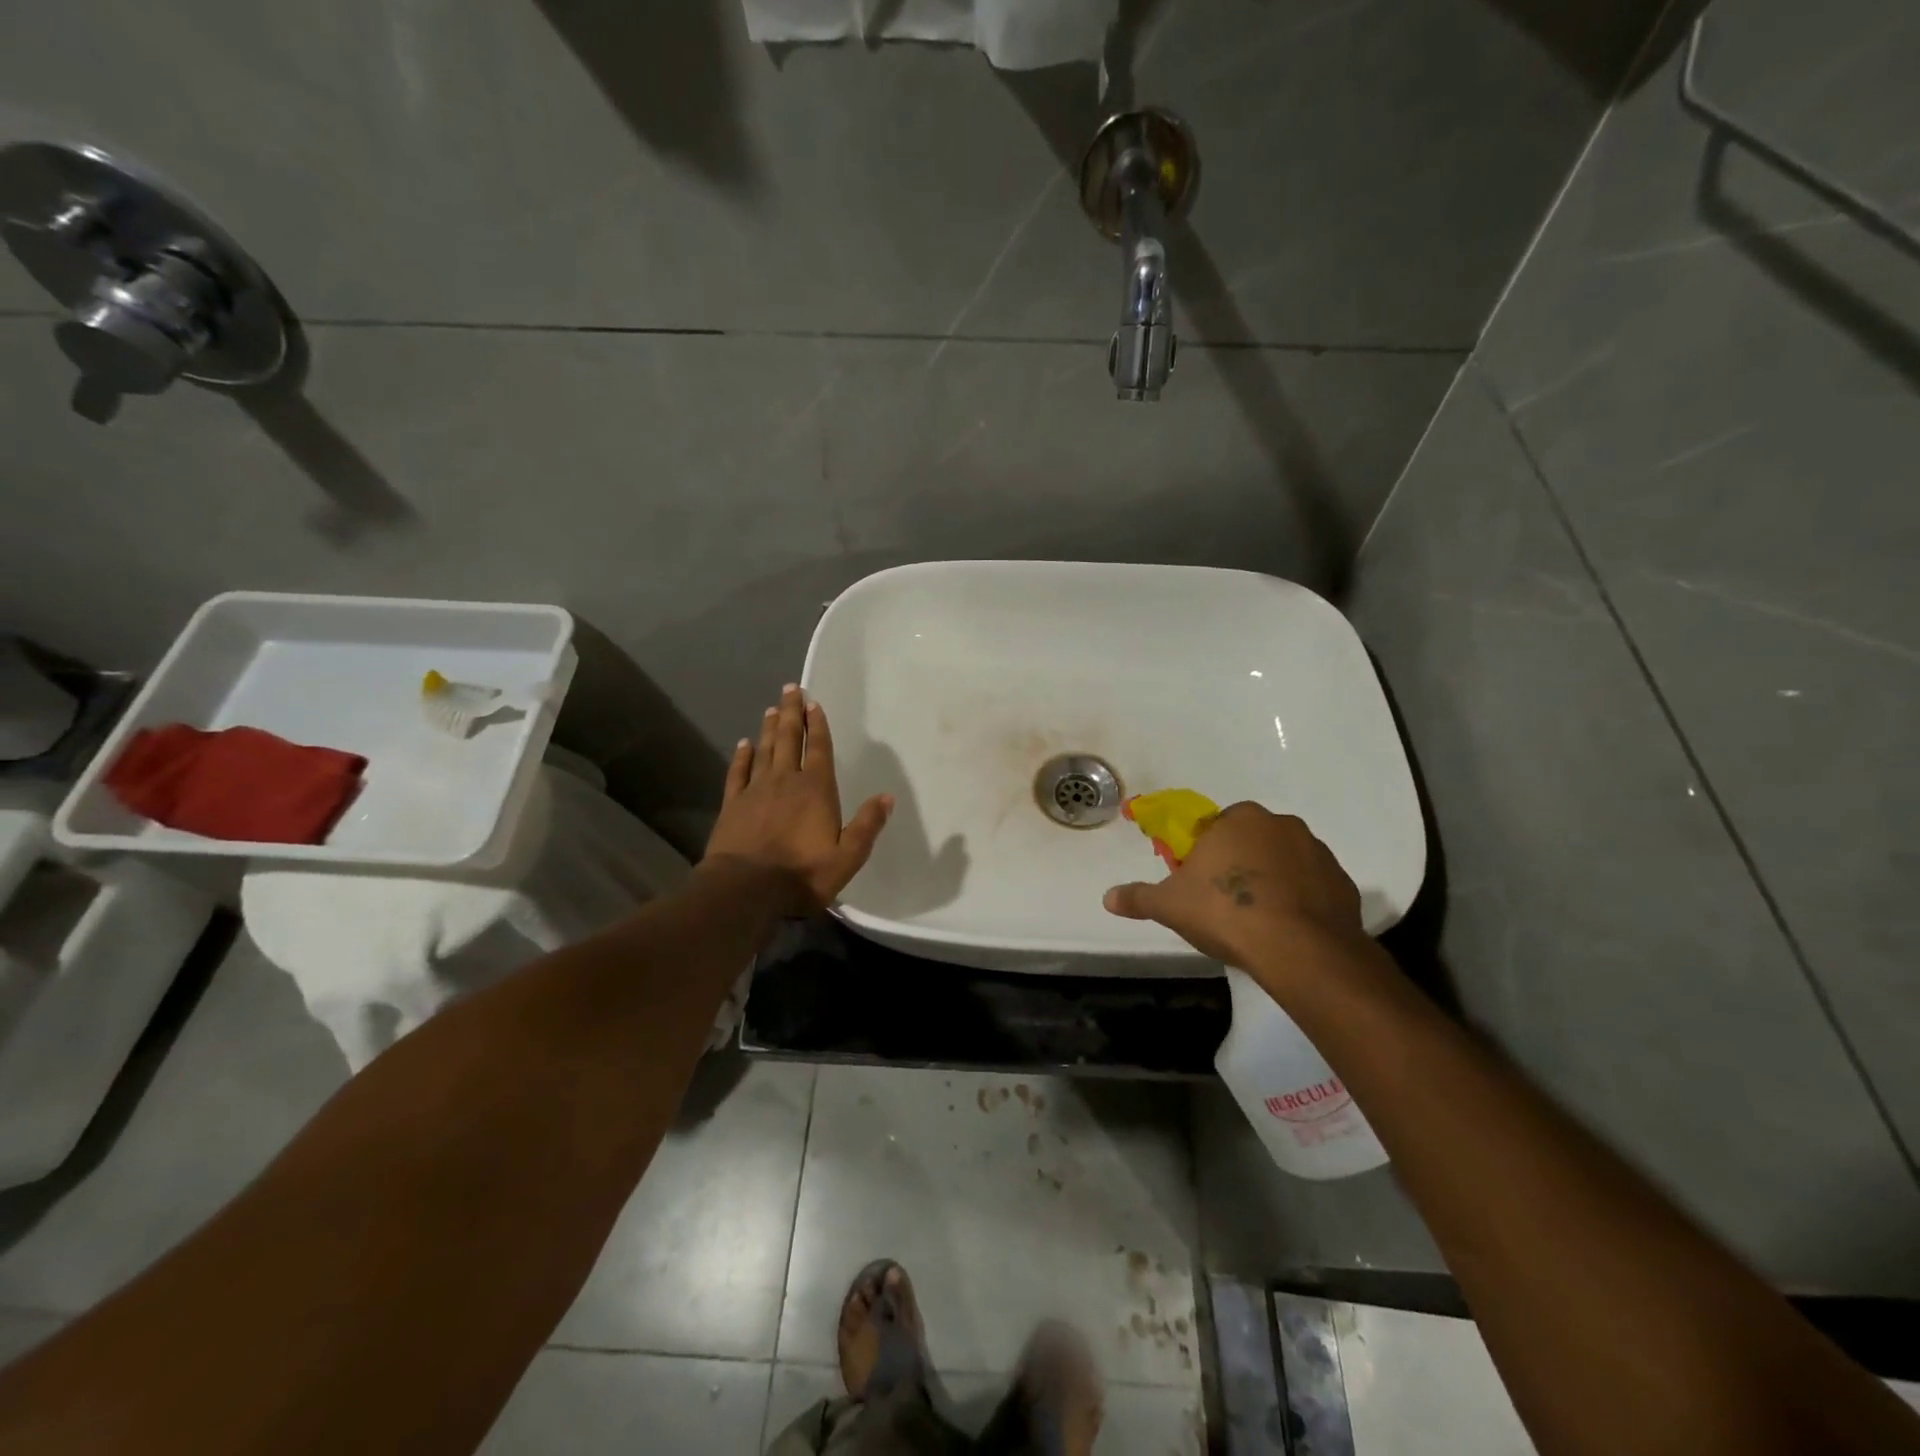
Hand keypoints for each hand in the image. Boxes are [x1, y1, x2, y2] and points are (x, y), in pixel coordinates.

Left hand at [702, 685, 892, 911]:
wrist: (746, 888)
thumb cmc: (803, 873)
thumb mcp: (848, 856)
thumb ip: (867, 825)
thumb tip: (887, 797)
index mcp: (816, 790)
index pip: (818, 749)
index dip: (817, 725)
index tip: (813, 703)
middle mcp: (786, 781)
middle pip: (788, 739)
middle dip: (791, 713)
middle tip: (790, 689)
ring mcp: (755, 790)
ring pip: (764, 750)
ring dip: (769, 728)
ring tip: (771, 708)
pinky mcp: (733, 804)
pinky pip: (738, 772)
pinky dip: (741, 756)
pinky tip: (743, 744)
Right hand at [1102, 803, 1367, 973]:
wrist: (1300, 949)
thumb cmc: (1226, 913)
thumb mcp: (1170, 906)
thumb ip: (1139, 898)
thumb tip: (1108, 898)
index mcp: (1239, 819)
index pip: (1216, 828)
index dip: (1205, 856)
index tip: (1200, 885)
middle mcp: (1281, 824)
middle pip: (1251, 841)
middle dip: (1239, 865)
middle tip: (1225, 903)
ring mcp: (1317, 853)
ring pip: (1284, 862)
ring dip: (1272, 881)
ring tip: (1259, 921)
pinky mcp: (1343, 883)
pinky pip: (1313, 887)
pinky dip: (1301, 902)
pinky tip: (1288, 930)